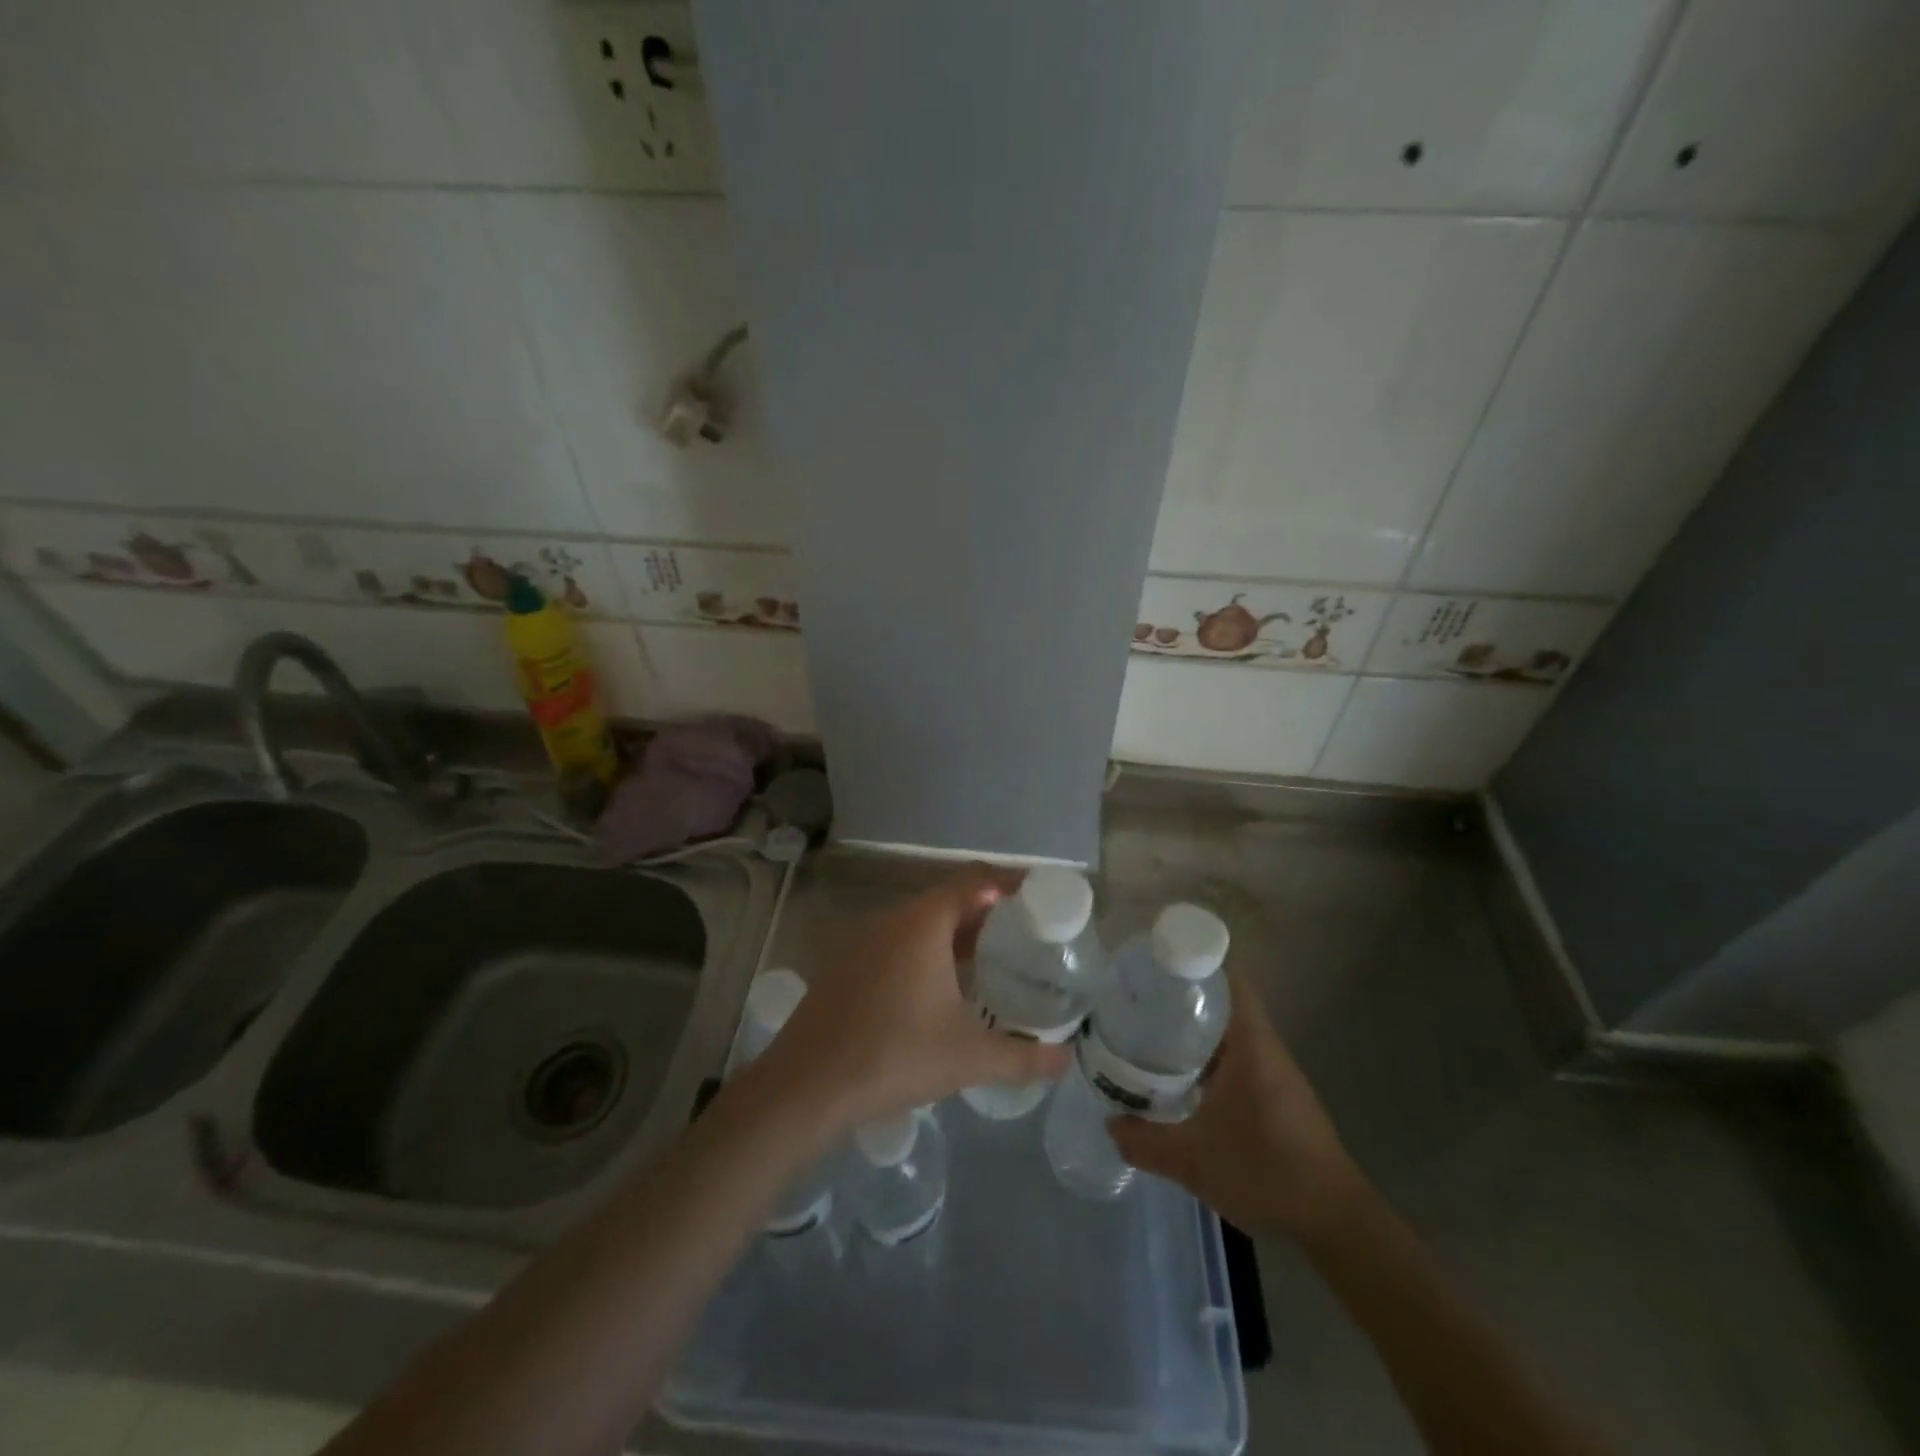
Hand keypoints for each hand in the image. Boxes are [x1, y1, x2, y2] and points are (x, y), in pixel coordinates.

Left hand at [760, 865, 1071, 1129]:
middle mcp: (892, 920)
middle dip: (988, 912)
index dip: (1010, 882)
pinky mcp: (846, 964)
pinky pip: (897, 942)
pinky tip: (940, 988)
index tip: (1040, 896)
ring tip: (990, 960)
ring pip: (921, 922)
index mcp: (923, 923)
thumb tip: (1066, 1062)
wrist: (805, 1086)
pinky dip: (927, 951)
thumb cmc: (894, 1057)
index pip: (975, 880)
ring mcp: (863, 940)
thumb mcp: (968, 1058)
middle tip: (1024, 934)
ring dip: (956, 933)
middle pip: (949, 898)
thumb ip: (1023, 1057)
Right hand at [1109, 973, 1363, 1241]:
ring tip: (1150, 1038)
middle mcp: (1265, 1050)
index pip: (1230, 981)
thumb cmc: (1266, 1173)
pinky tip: (1181, 1084)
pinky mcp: (1278, 1100)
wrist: (1335, 1224)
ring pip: (1229, 1037)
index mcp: (1251, 1045)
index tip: (1158, 967)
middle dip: (1183, 1001)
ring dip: (1195, 1035)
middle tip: (1140, 1004)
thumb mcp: (1193, 1160)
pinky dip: (1209, 1063)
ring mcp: (1274, 1076)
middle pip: (1224, 1005)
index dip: (1197, 964)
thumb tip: (1110, 1125)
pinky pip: (1237, 1063)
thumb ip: (1146, 1142)